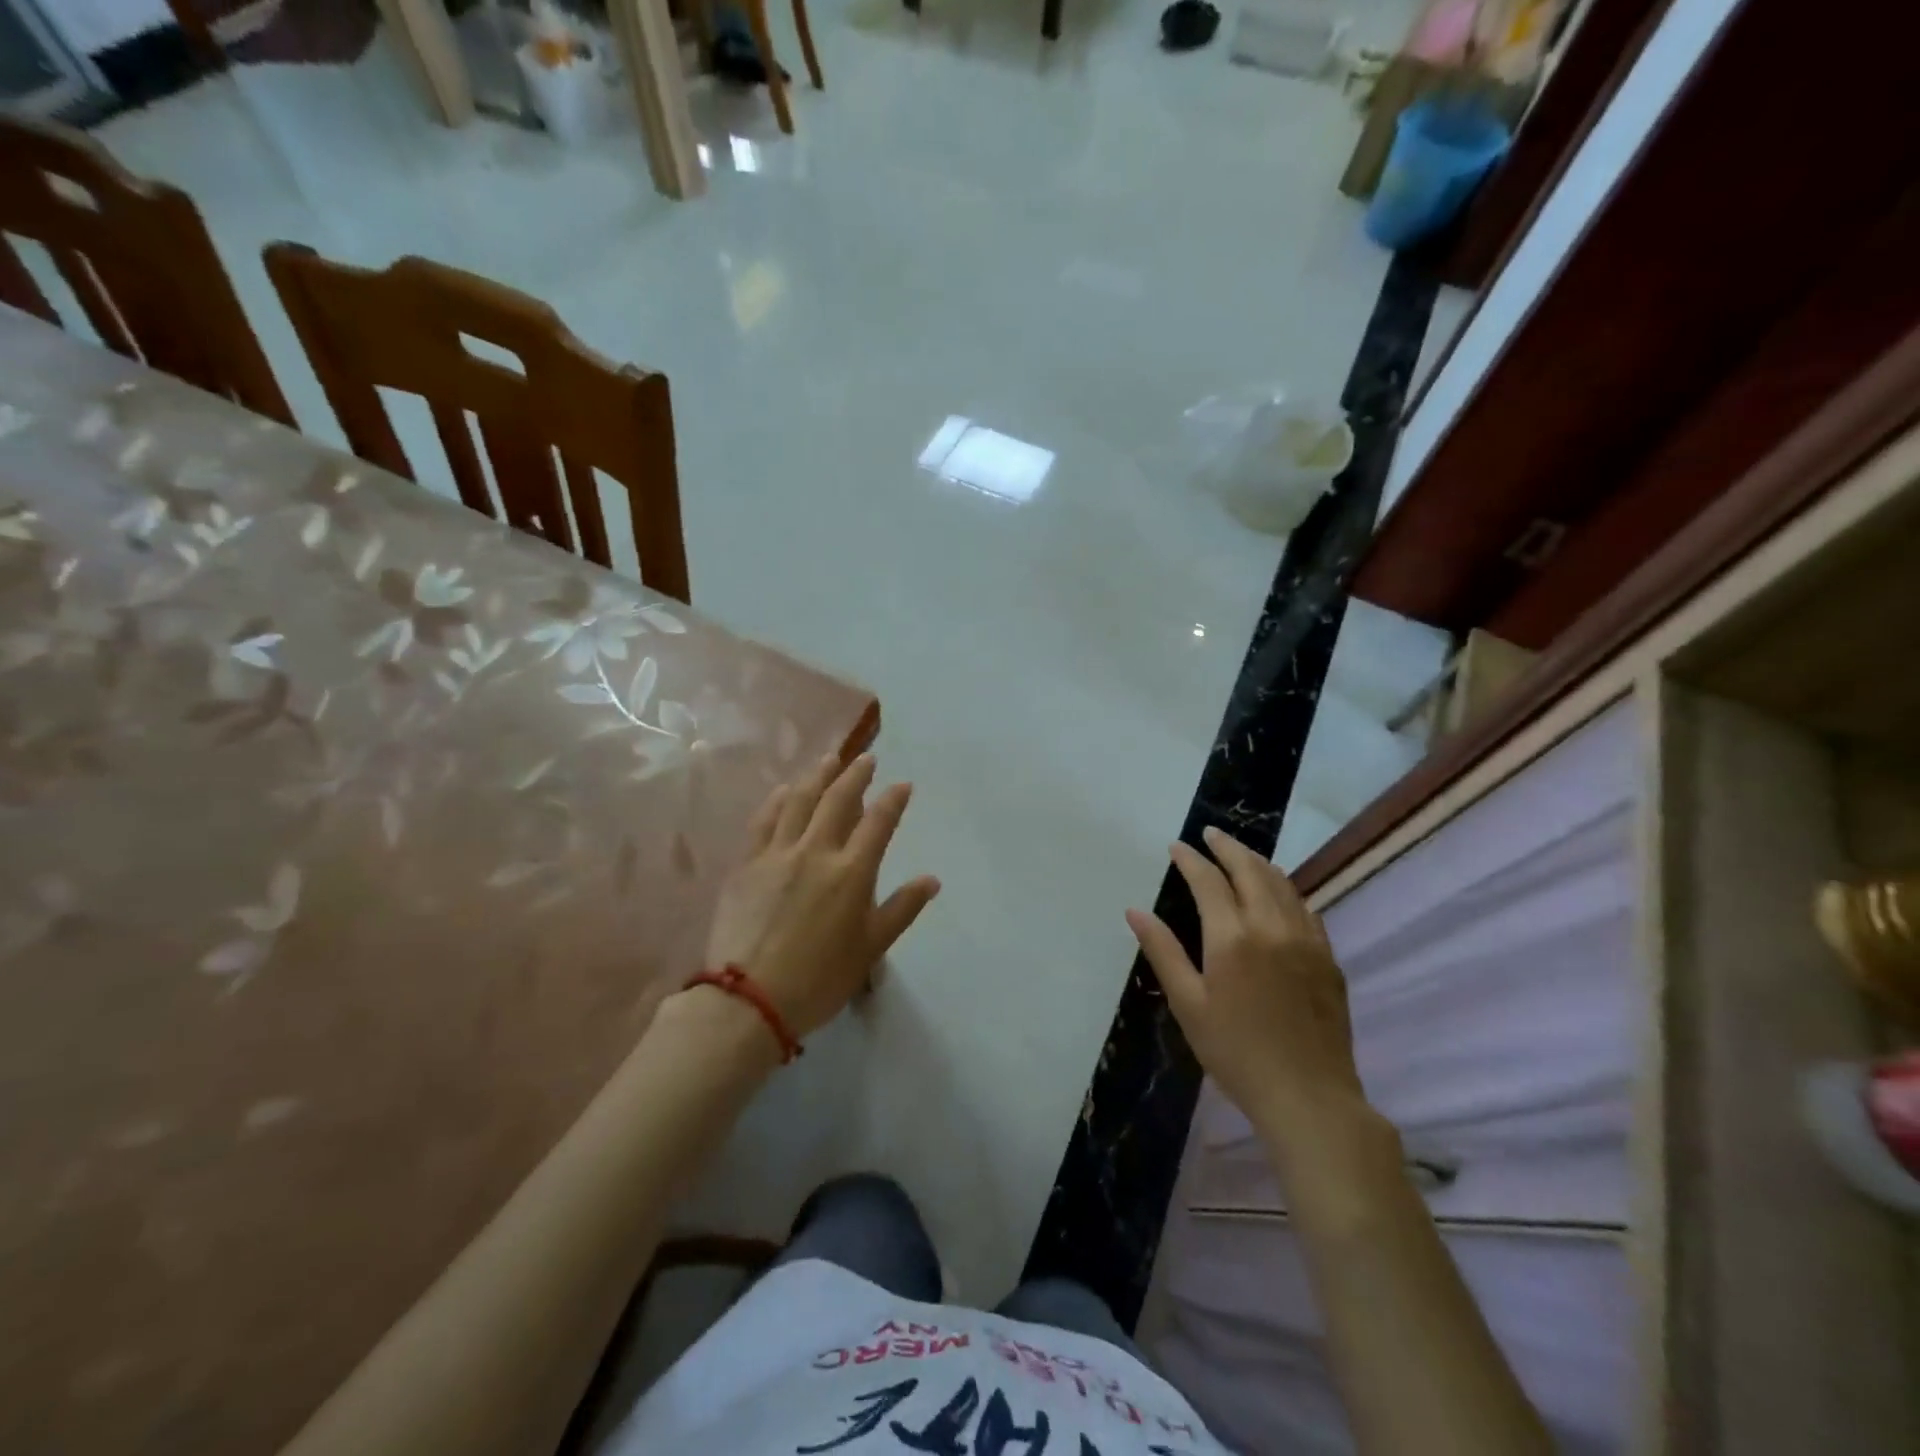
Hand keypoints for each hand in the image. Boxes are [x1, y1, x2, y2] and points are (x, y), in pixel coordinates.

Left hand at [704, 753, 940, 1039]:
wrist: (749, 1000)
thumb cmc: (819, 979)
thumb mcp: (871, 949)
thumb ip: (901, 909)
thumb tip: (931, 880)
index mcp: (851, 873)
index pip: (878, 823)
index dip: (893, 800)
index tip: (903, 784)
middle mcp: (816, 851)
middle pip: (838, 800)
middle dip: (855, 774)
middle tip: (866, 758)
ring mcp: (777, 854)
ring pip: (800, 801)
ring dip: (817, 776)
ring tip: (829, 759)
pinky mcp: (746, 863)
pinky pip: (764, 820)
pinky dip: (778, 800)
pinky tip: (785, 790)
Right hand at [1126, 827, 1368, 1164]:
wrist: (1309, 1097)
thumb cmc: (1236, 1053)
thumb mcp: (1188, 1004)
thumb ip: (1163, 951)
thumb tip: (1135, 911)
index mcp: (1232, 937)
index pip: (1208, 881)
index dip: (1190, 860)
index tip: (1176, 846)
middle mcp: (1271, 926)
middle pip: (1250, 869)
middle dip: (1227, 847)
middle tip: (1210, 834)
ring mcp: (1306, 939)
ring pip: (1281, 883)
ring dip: (1257, 862)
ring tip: (1240, 854)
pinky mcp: (1327, 957)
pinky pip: (1304, 906)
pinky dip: (1284, 888)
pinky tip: (1277, 893)